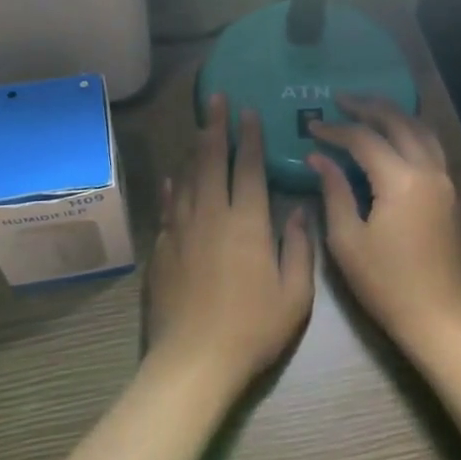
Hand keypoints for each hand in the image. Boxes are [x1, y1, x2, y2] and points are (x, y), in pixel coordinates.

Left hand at [147, 94, 313, 392]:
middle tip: (215, 99)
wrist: (194, 360)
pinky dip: (171, 189)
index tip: (249, 111)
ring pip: (186, 179)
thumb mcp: (294, 294)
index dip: (249, 137)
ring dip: (193, 150)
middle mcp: (210, 216)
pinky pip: (167, 208)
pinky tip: (172, 179)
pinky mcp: (162, 249)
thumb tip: (297, 209)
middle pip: (210, 161)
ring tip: (198, 127)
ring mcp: (181, 231)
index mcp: (247, 223)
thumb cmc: (253, 328)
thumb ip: (298, 246)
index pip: (247, 167)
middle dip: (215, 127)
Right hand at [307, 96, 460, 348]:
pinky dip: (412, 133)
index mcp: (401, 181)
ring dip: (395, 115)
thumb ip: (335, 191)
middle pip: (399, 122)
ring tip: (369, 109)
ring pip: (422, 131)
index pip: (364, 140)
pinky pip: (432, 148)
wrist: (440, 318)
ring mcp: (446, 182)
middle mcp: (429, 171)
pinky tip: (396, 138)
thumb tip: (319, 159)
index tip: (311, 127)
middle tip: (341, 99)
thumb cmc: (386, 284)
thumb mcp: (347, 240)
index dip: (335, 130)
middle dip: (369, 107)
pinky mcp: (452, 196)